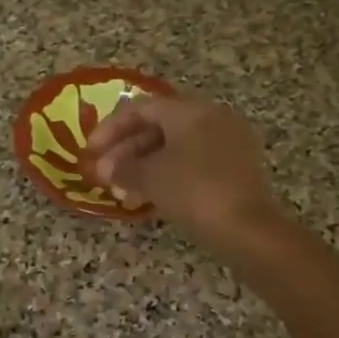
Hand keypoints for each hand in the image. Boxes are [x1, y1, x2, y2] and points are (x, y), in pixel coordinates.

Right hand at [84, 92, 280, 250]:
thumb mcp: (150, 178)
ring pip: (176, 146)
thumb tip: (106, 170)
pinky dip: (169, 174)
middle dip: (126, 150)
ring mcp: (229, 142)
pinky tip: (150, 197)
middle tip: (104, 175)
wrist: (248, 229)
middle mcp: (212, 117)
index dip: (110, 128)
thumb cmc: (193, 192)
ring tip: (122, 192)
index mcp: (191, 110)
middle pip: (159, 126)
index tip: (90, 152)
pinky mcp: (237, 167)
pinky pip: (194, 161)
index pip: (141, 108)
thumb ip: (122, 169)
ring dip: (145, 165)